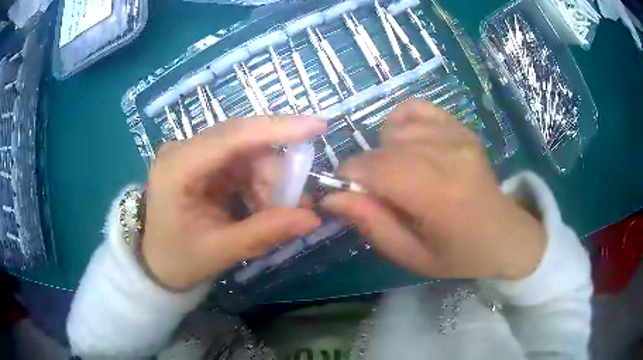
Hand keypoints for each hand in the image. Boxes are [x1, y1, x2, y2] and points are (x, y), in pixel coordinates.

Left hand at [142, 115, 324, 290]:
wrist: (157, 262)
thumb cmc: (180, 259)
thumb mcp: (221, 250)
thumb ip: (266, 232)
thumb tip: (313, 219)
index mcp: (177, 168)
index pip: (232, 136)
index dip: (277, 128)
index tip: (318, 125)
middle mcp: (183, 150)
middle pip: (243, 139)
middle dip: (275, 169)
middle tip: (297, 203)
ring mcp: (193, 153)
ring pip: (247, 149)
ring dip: (269, 178)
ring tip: (275, 212)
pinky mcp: (202, 161)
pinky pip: (241, 161)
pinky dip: (259, 181)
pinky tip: (261, 205)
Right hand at [322, 100, 544, 279]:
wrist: (503, 234)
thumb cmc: (457, 254)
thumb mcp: (411, 255)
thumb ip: (371, 224)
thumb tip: (331, 196)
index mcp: (438, 196)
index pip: (373, 169)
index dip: (349, 178)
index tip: (351, 196)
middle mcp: (447, 156)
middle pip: (381, 148)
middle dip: (366, 170)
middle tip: (380, 194)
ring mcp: (456, 135)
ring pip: (393, 129)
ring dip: (385, 152)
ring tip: (402, 173)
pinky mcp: (460, 127)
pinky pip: (414, 108)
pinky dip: (401, 124)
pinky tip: (409, 145)